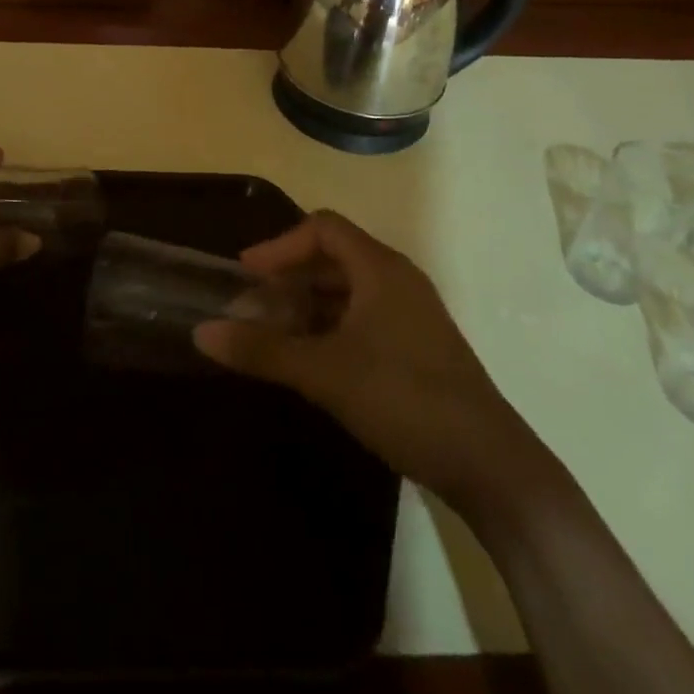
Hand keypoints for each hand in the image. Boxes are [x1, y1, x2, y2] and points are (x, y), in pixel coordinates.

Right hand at [194, 211, 540, 506]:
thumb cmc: (403, 398)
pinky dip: (332, 326)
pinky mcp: (419, 346)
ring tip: (277, 335)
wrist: (491, 465)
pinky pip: (365, 317)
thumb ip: (262, 350)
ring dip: (309, 305)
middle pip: (334, 257)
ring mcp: (413, 313)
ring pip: (350, 291)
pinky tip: (314, 359)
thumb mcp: (324, 373)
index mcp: (380, 268)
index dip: (280, 245)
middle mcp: (398, 279)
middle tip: (254, 307)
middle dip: (290, 277)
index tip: (246, 273)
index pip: (322, 228)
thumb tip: (202, 333)